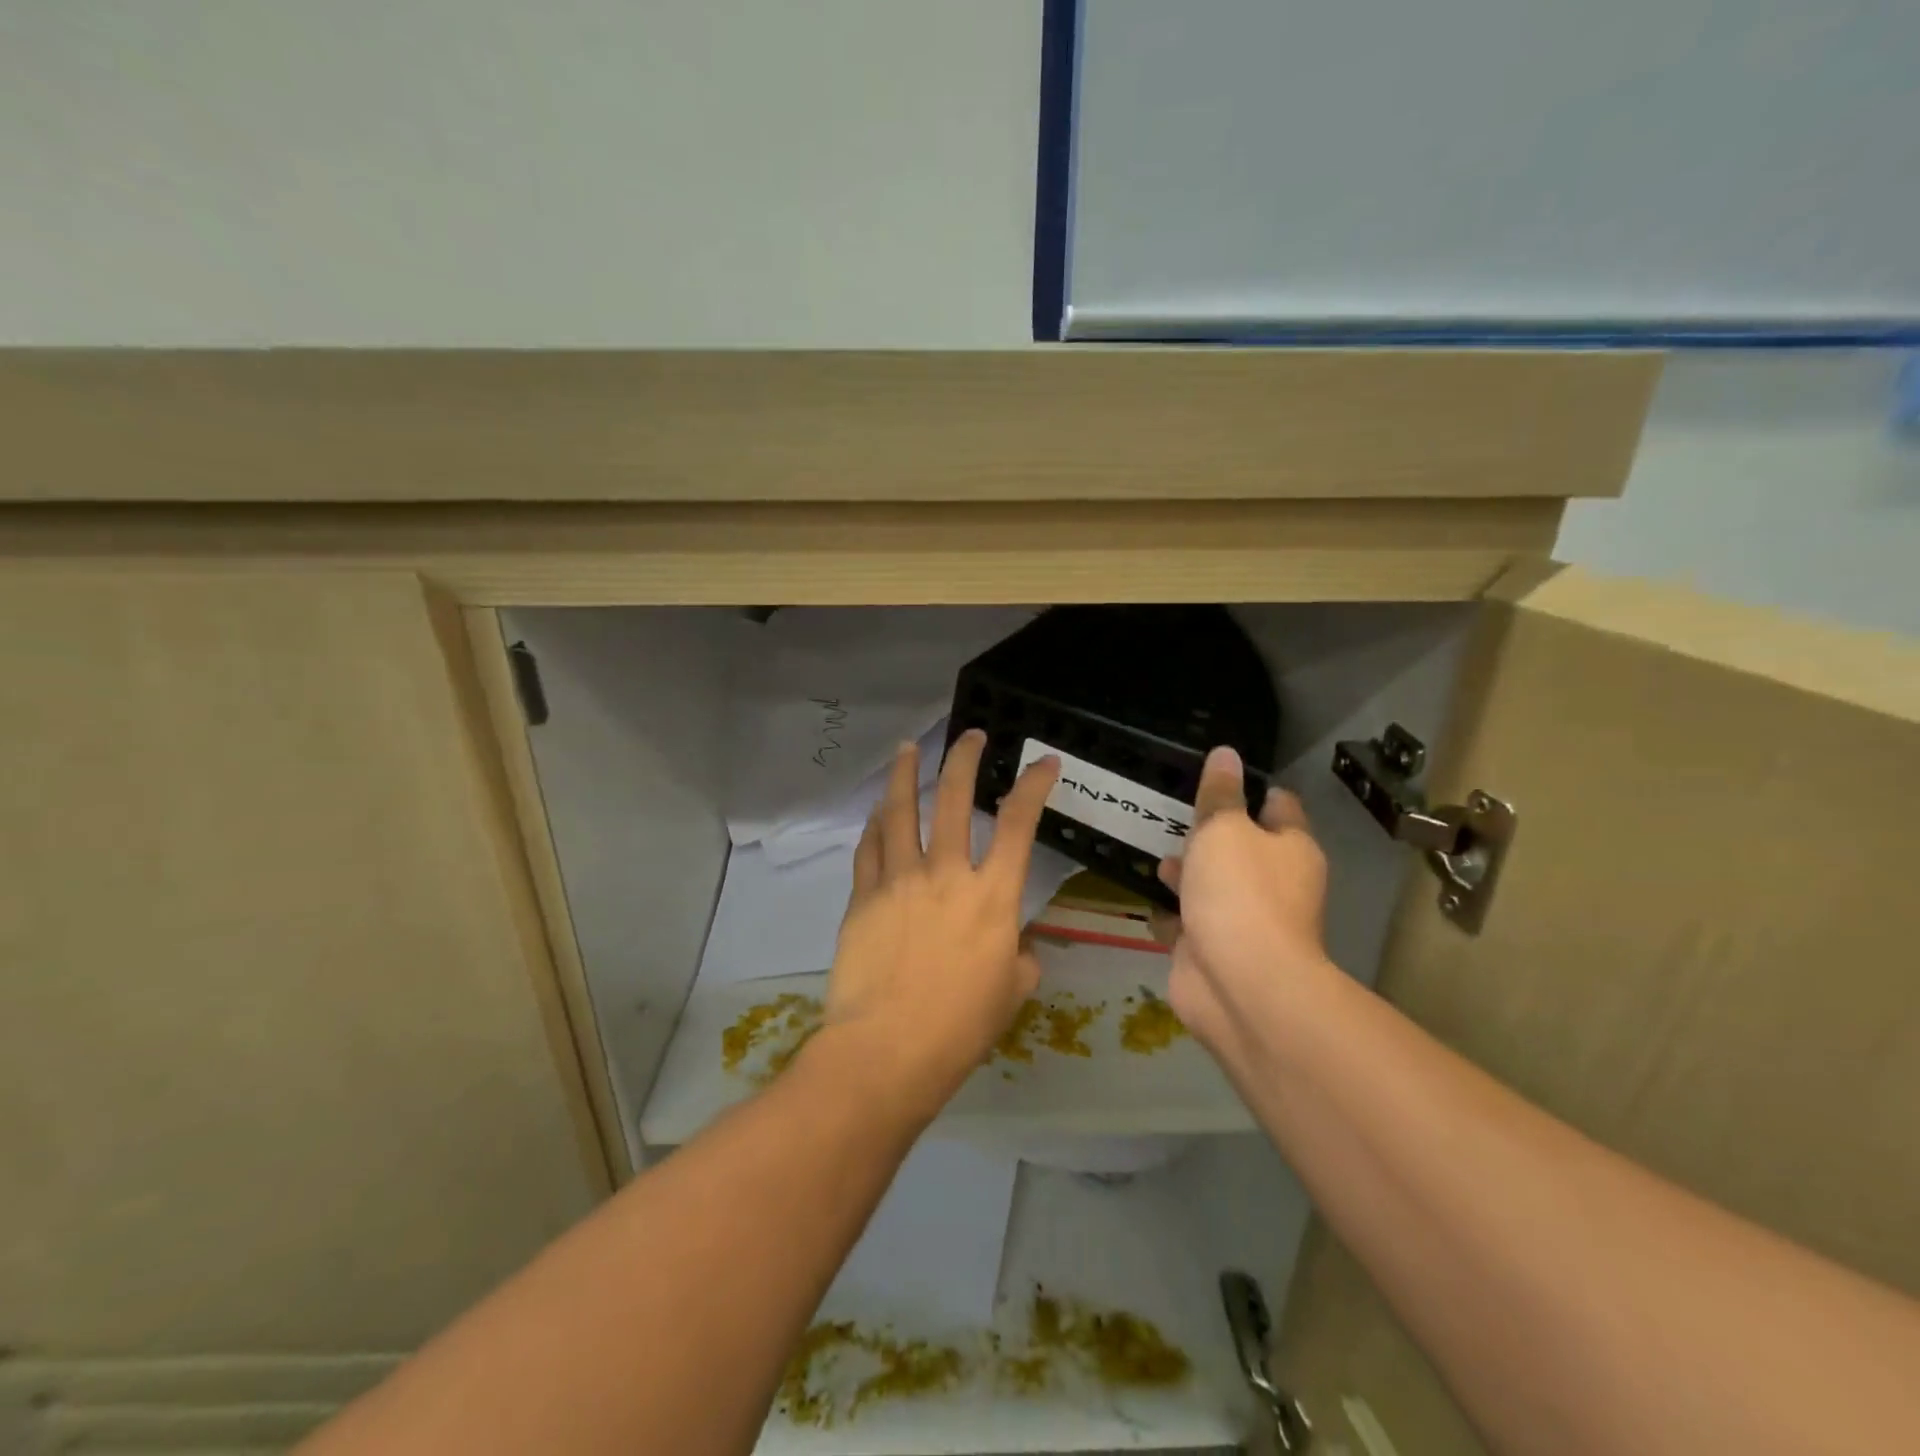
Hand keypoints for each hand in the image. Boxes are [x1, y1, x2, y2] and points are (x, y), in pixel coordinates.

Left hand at [814, 729, 1058, 1119]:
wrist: (888, 1048)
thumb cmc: (960, 1027)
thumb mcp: (1011, 991)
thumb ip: (1018, 957)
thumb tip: (1014, 945)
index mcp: (992, 895)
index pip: (1018, 823)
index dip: (1033, 785)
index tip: (1043, 761)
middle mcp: (946, 873)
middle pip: (953, 798)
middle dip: (964, 758)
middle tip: (969, 735)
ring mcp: (899, 879)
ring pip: (900, 810)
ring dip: (904, 774)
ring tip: (906, 748)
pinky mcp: (863, 896)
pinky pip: (868, 848)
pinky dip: (874, 825)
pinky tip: (876, 814)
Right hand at [1154, 745, 1332, 1056]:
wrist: (1239, 984)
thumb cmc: (1239, 892)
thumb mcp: (1224, 829)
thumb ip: (1219, 794)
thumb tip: (1225, 753)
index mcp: (1290, 848)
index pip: (1278, 806)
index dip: (1253, 790)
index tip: (1220, 778)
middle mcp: (1274, 883)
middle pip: (1242, 849)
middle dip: (1211, 836)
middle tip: (1175, 816)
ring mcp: (1244, 921)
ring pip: (1213, 887)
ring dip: (1188, 875)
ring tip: (1156, 857)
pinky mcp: (1213, 952)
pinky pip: (1190, 924)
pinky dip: (1172, 915)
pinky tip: (1148, 901)